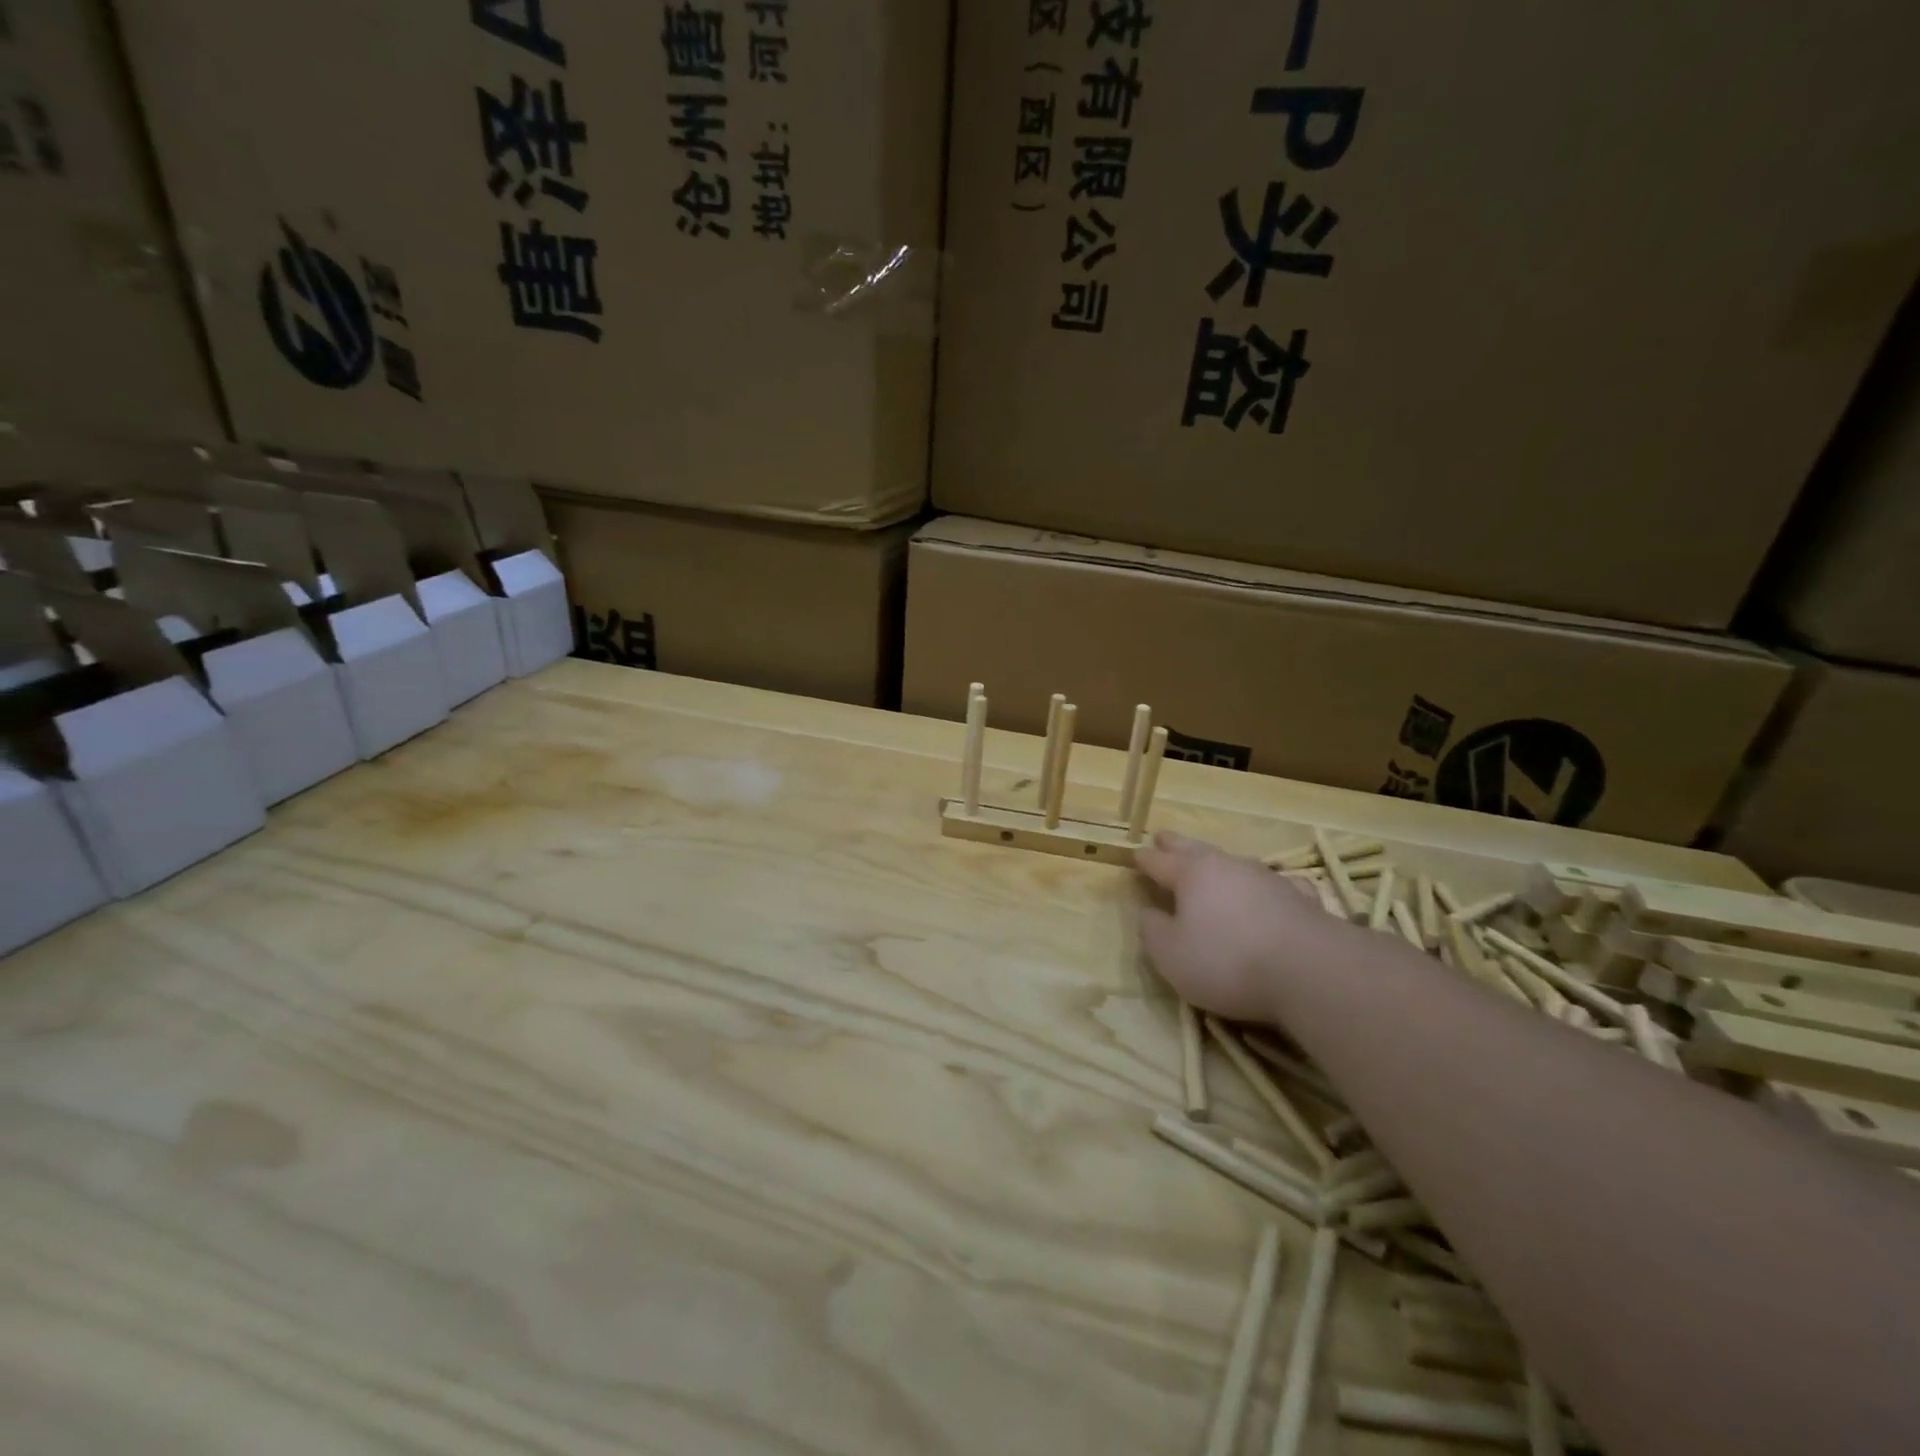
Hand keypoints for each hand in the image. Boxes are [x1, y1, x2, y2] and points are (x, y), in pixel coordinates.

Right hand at [1135, 832, 1330, 1021]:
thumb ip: (1153, 931)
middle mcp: (1228, 867)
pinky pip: (1277, 883)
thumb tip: (1149, 913)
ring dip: (1219, 862)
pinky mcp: (1301, 898)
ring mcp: (1268, 878)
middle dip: (1176, 844)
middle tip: (1163, 837)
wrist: (1311, 970)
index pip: (1159, 862)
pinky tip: (1274, 888)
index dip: (1144, 859)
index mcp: (1191, 875)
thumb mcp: (1171, 955)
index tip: (1134, 853)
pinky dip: (1266, 885)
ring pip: (1235, 862)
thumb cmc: (1227, 961)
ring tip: (1212, 862)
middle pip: (1195, 849)